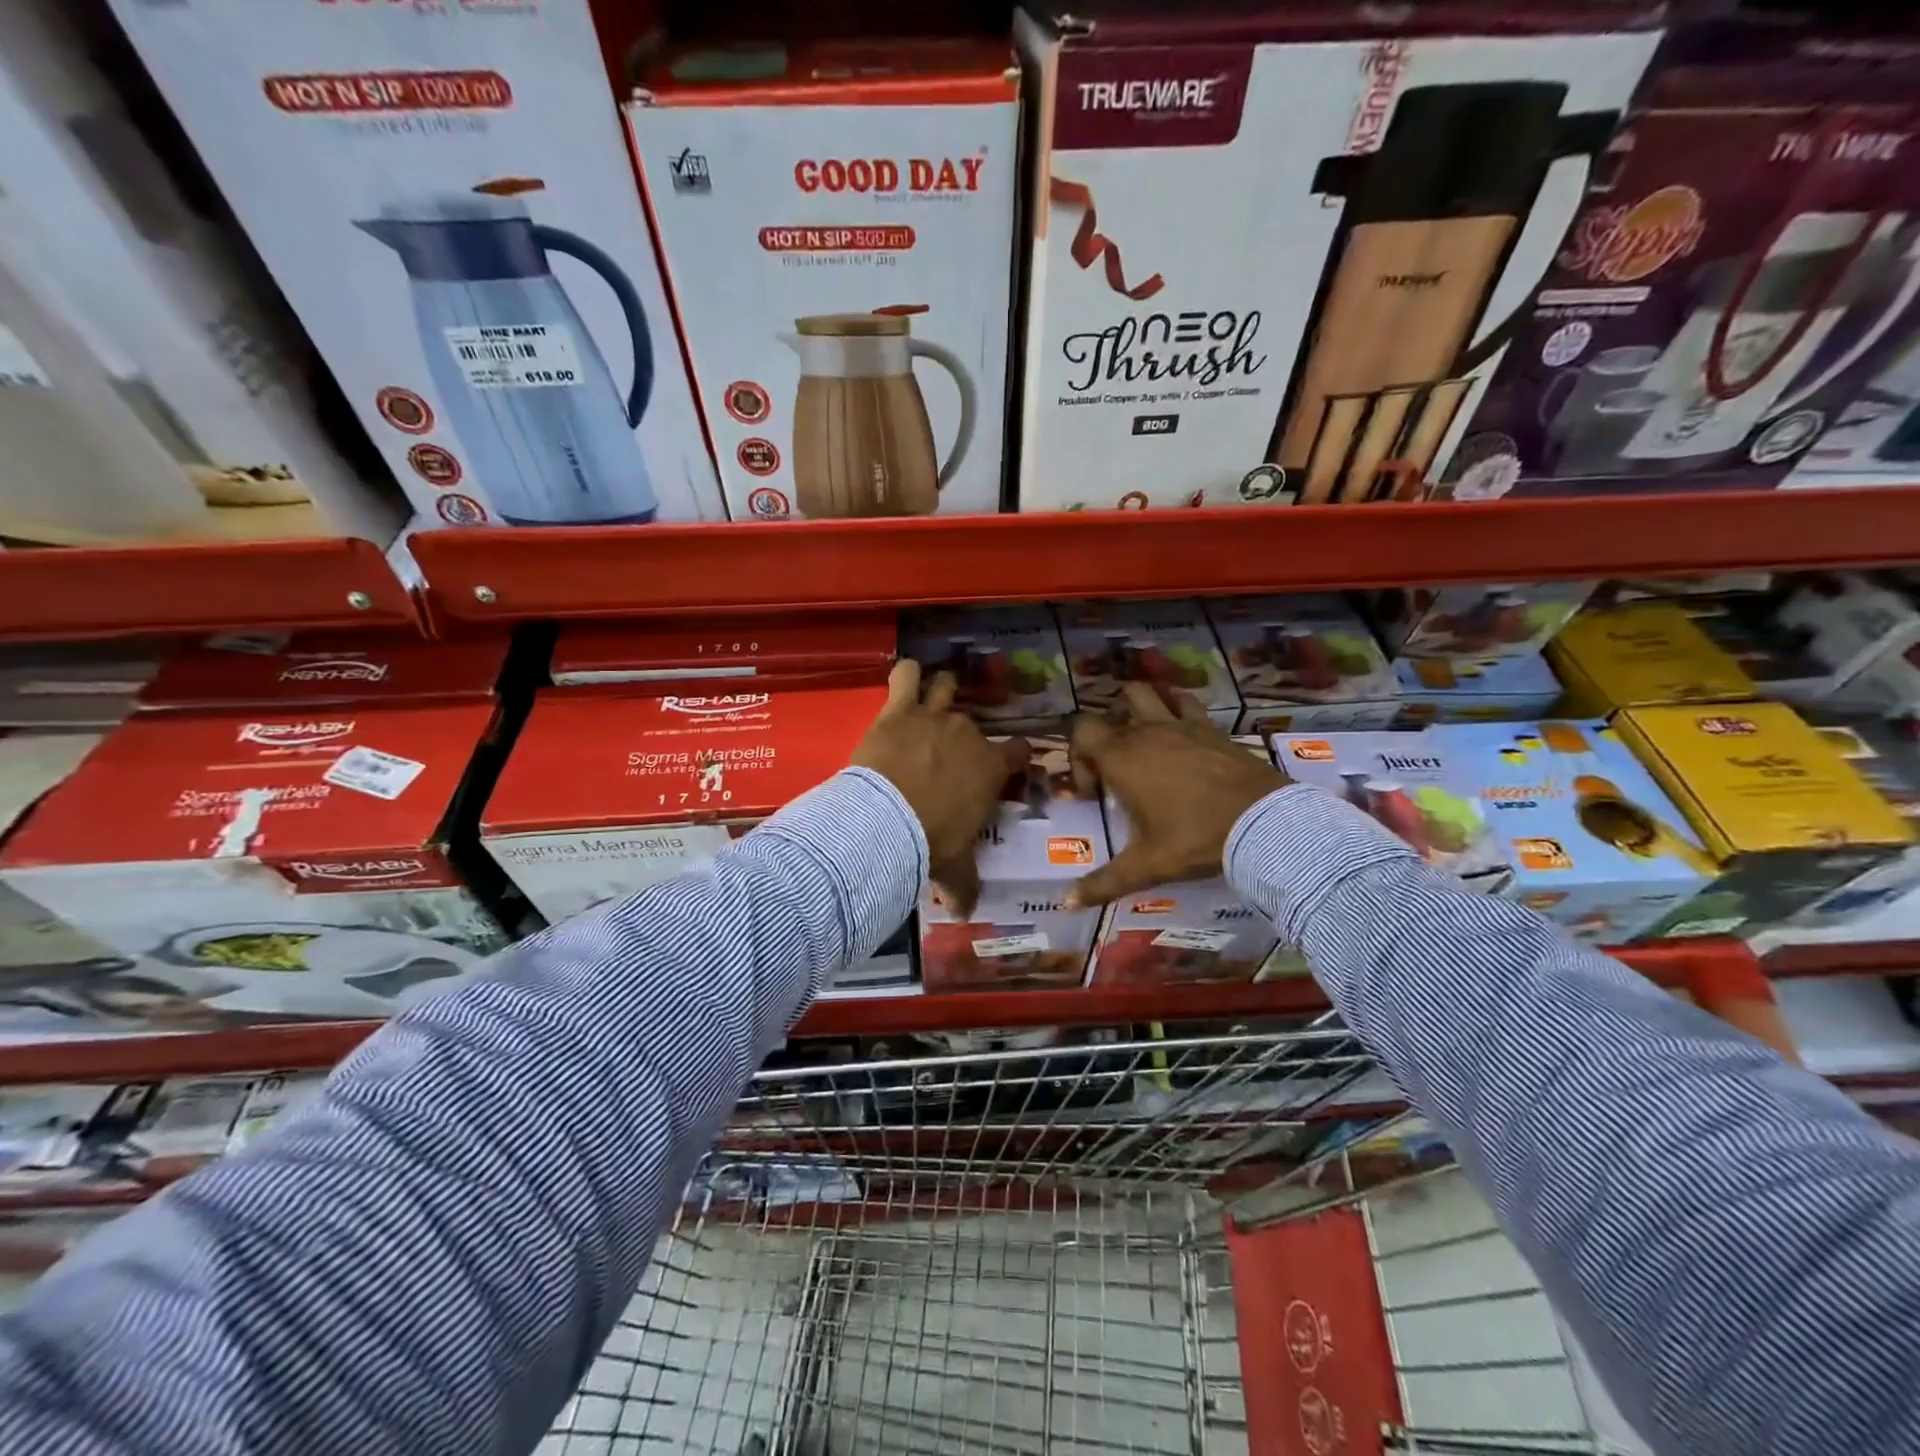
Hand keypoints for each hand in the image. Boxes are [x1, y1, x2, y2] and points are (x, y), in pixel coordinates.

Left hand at [852, 659, 1029, 915]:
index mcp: (991, 768)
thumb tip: (966, 913)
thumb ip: (964, 887)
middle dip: (966, 736)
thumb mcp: (956, 869)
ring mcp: (934, 717)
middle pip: (975, 724)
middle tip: (948, 753)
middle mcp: (968, 735)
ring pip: (946, 688)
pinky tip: (905, 677)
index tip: (1007, 764)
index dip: (1015, 757)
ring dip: (941, 692)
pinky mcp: (899, 710)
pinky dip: (906, 674)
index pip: (1018, 752)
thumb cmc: (933, 843)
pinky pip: (906, 675)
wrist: (889, 823)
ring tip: (933, 700)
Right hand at [1065, 683, 1287, 908]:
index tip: (1094, 793)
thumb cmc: (1195, 839)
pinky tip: (1181, 728)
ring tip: (1142, 738)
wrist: (1262, 823)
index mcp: (1122, 759)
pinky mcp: (1210, 727)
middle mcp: (1146, 732)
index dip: (1078, 757)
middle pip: (1110, 709)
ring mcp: (1180, 725)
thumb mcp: (1147, 865)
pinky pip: (1186, 703)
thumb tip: (1065, 904)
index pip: (1081, 731)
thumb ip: (1103, 883)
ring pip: (1146, 694)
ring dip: (1136, 708)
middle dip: (1105, 732)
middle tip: (1116, 766)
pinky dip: (1176, 706)